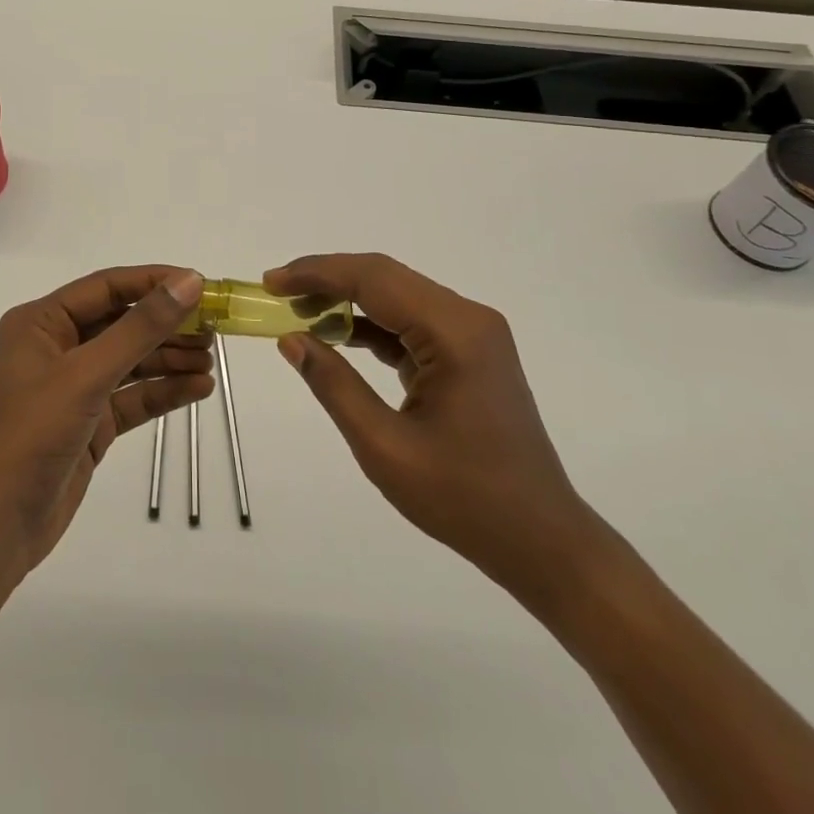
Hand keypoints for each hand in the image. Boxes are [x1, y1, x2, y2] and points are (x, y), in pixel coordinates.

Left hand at [0, 267, 212, 576]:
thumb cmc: (31, 434)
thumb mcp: (87, 374)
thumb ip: (140, 327)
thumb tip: (189, 282)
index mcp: (42, 323)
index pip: (106, 288)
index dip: (154, 282)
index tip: (200, 284)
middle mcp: (56, 348)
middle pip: (121, 323)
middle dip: (166, 325)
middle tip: (214, 328)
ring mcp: (73, 388)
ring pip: (130, 361)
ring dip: (169, 358)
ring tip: (210, 360)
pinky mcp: (88, 424)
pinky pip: (131, 397)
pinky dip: (163, 392)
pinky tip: (198, 388)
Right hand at [266, 253, 600, 605]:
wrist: (541, 540)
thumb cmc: (464, 500)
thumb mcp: (385, 447)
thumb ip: (334, 385)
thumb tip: (291, 339)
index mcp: (455, 332)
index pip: (374, 279)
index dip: (317, 273)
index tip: (271, 282)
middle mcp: (468, 318)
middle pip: (385, 278)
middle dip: (327, 279)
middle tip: (277, 293)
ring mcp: (472, 334)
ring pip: (396, 295)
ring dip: (346, 299)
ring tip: (297, 311)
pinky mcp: (468, 352)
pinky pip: (410, 322)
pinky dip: (370, 324)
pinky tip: (335, 334)